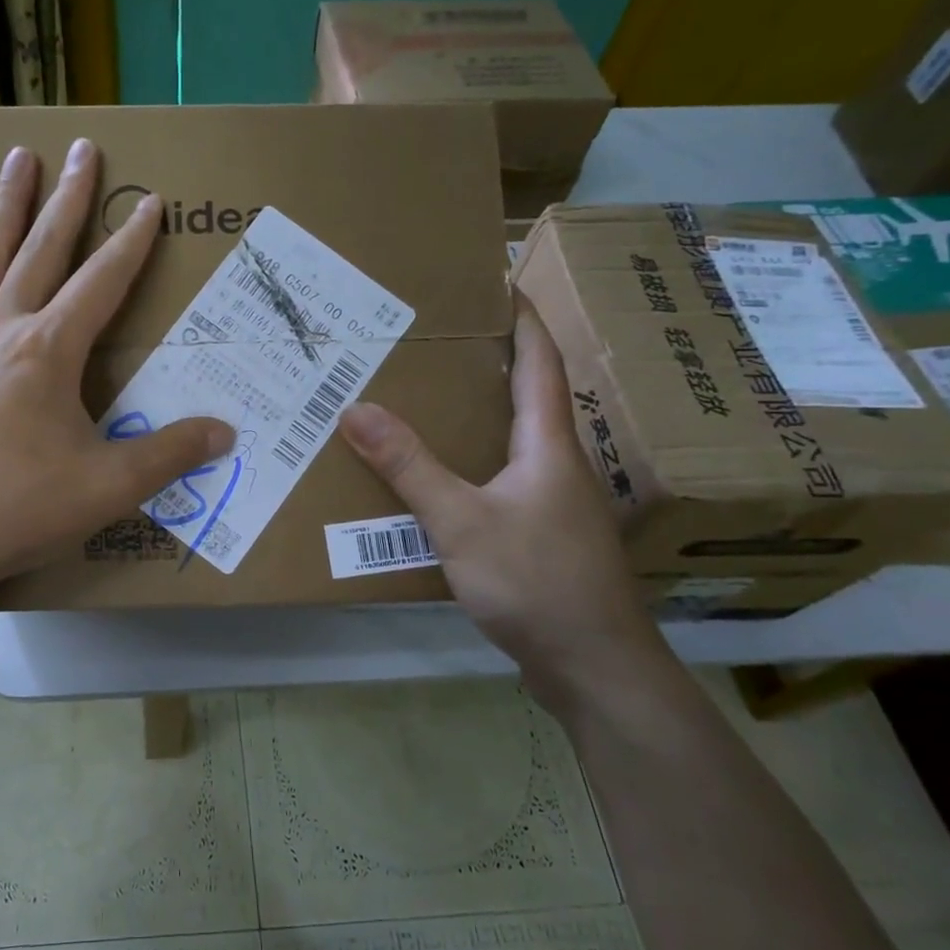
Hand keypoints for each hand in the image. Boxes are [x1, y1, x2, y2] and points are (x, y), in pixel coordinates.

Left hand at [0, 139, 232, 608]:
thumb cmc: (16, 509)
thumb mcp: (107, 488)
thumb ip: (169, 455)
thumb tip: (226, 432)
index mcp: (50, 350)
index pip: (103, 281)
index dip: (132, 241)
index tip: (149, 202)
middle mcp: (3, 327)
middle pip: (44, 249)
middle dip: (70, 198)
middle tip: (83, 148)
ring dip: (7, 204)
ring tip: (18, 156)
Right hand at [337, 295, 668, 708]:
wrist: (593, 668)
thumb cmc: (537, 582)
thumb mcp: (462, 521)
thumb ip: (409, 466)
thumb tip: (355, 408)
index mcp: (547, 443)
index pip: (539, 360)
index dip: (521, 317)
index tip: (496, 281)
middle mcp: (555, 462)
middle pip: (524, 394)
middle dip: (486, 360)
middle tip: (432, 338)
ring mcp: (551, 501)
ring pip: (509, 439)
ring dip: (474, 413)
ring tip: (421, 396)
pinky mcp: (539, 534)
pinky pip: (499, 478)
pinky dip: (467, 460)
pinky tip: (433, 473)